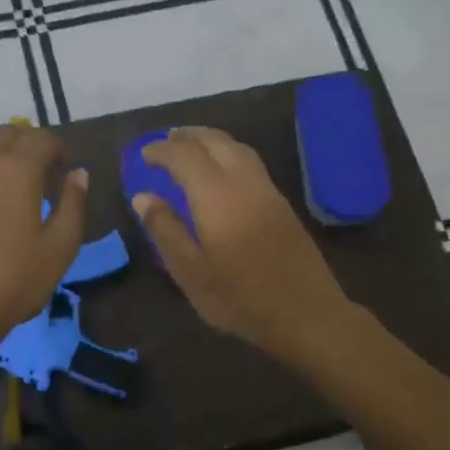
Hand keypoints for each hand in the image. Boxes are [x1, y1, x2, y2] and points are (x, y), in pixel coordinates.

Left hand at [0, 124, 87, 359]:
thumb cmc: (13, 282)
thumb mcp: (60, 248)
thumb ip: (73, 204)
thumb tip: (78, 174)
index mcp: (16, 170)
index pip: (41, 138)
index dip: (58, 148)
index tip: (65, 169)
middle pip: (5, 134)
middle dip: (26, 144)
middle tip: (41, 173)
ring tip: (10, 197)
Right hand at [133, 126, 350, 361]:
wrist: (306, 314)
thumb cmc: (240, 298)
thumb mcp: (190, 272)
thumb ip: (165, 230)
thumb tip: (143, 196)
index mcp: (217, 195)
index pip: (185, 156)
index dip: (162, 150)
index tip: (144, 154)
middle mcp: (244, 182)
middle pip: (216, 141)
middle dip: (189, 136)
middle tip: (167, 139)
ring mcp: (268, 191)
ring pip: (238, 148)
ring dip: (212, 140)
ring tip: (192, 146)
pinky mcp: (283, 204)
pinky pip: (251, 162)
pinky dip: (230, 153)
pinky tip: (223, 170)